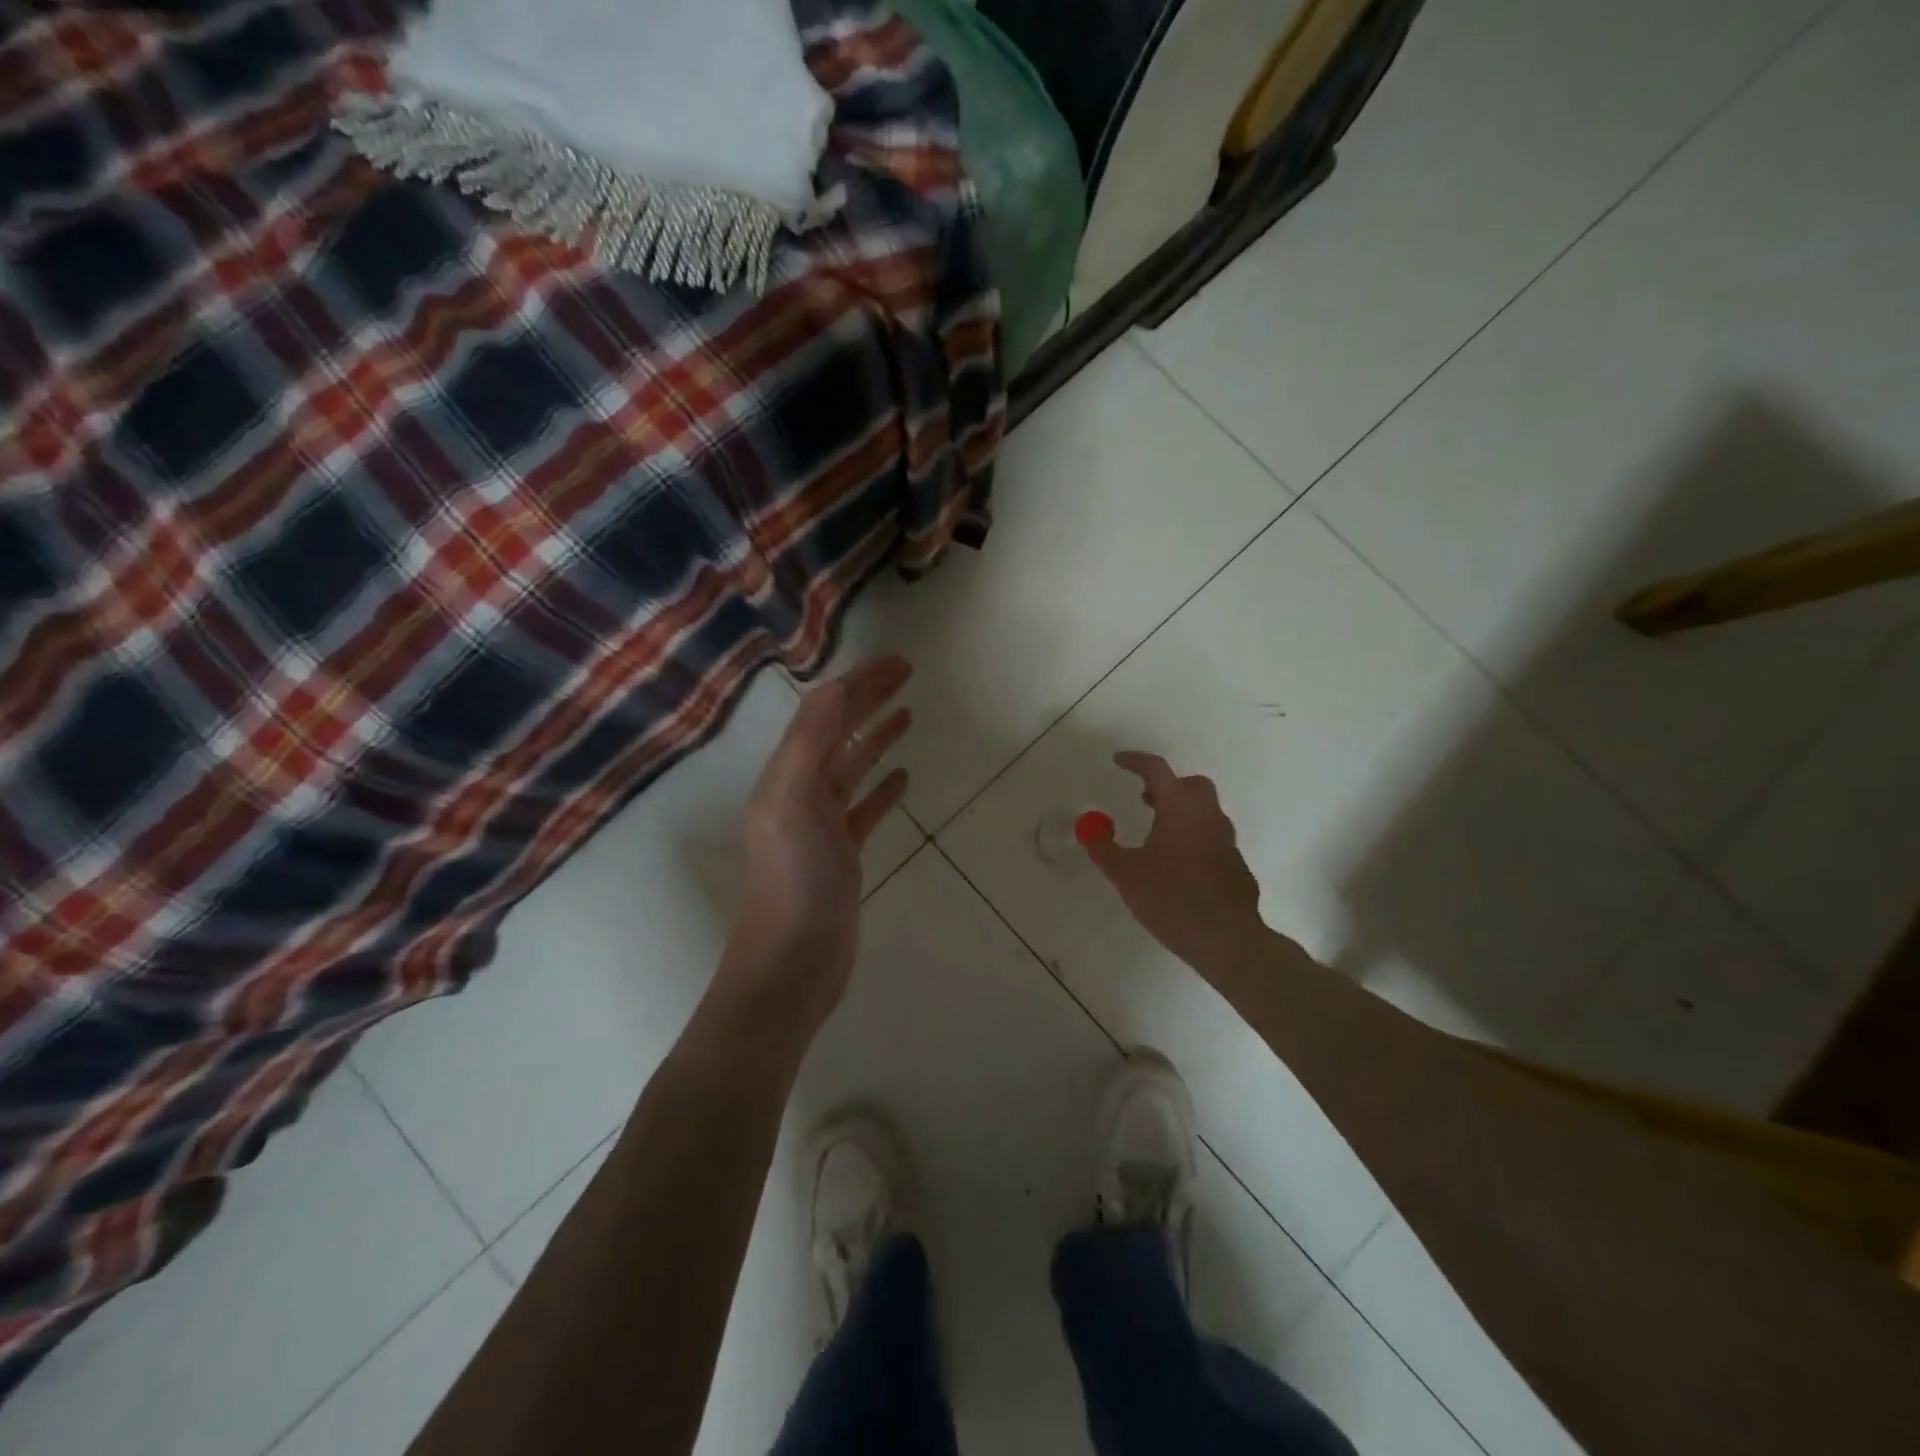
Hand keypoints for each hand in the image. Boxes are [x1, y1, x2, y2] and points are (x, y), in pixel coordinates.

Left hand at [714, 657, 912, 1032]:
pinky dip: (883, 788)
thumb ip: (810, 743)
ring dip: (876, 738)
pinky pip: (864, 809)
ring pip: (852, 768)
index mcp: (785, 775)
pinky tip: (904, 777)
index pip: (823, 713)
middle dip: (868, 700)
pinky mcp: (842, 855)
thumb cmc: (795, 881)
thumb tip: (835, 687)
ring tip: (907, 715)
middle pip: (837, 733)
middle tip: (907, 675)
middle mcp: (799, 793)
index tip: (897, 662)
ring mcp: (821, 826)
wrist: (793, 963)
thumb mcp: (794, 803)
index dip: (858, 682)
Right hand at [1083, 752, 1265, 969]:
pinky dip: (1195, 840)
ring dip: (1182, 813)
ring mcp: (1227, 841)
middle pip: (1192, 785)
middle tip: (1146, 800)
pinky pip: (1213, 840)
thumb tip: (1091, 831)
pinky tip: (1180, 866)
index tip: (1118, 761)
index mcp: (1180, 809)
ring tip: (1158, 835)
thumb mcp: (1126, 875)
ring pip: (1206, 812)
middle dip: (1167, 786)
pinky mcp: (1236, 866)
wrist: (1226, 939)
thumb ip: (1105, 850)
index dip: (1135, 761)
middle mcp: (1208, 817)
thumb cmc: (1171, 899)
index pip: (1157, 770)